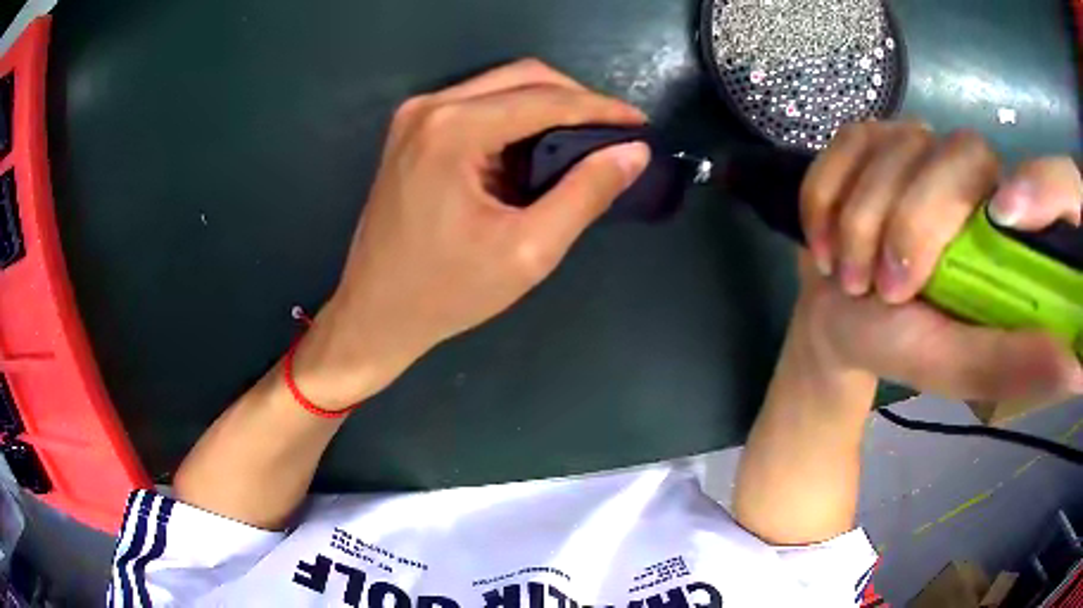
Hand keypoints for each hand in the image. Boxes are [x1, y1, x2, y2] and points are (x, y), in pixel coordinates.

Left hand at [292, 60, 649, 408]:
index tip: (641, 125)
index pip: (545, 99)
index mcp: (453, 129)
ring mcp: (416, 116)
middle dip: (576, 100)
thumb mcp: (528, 250)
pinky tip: (536, 150)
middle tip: (614, 134)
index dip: (601, 108)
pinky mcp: (412, 131)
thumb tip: (633, 152)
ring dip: (547, 107)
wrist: (375, 313)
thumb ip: (585, 194)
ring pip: (500, 87)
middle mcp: (430, 107)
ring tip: (584, 143)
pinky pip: (478, 106)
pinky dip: (515, 119)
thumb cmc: (447, 291)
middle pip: (522, 77)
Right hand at [795, 121, 1082, 403]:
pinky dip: (822, 196)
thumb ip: (1012, 363)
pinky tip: (821, 241)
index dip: (952, 203)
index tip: (930, 265)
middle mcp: (962, 166)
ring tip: (846, 278)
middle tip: (881, 289)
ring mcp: (911, 142)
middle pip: (940, 153)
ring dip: (856, 221)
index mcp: (997, 217)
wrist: (838, 324)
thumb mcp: (957, 365)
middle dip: (903, 223)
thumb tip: (1076, 371)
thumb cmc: (900, 346)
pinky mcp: (865, 138)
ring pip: (885, 148)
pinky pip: (842, 143)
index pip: (990, 174)